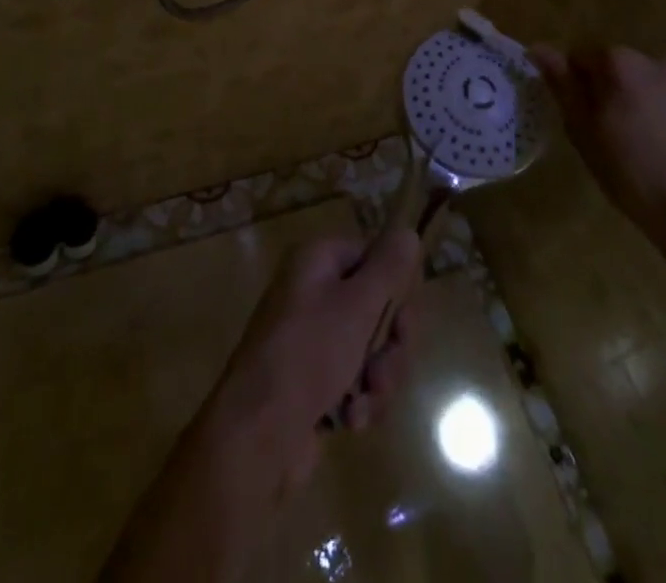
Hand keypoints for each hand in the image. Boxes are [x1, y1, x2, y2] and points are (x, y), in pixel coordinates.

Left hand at [195, 229, 421, 499]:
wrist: (257, 434)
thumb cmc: (309, 355)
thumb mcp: (357, 306)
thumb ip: (388, 269)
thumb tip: (408, 231)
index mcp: (316, 261)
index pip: (372, 258)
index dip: (395, 290)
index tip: (405, 322)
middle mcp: (312, 291)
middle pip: (376, 306)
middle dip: (390, 346)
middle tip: (384, 370)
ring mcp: (310, 338)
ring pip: (370, 348)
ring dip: (378, 379)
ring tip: (365, 401)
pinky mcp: (312, 380)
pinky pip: (354, 379)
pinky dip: (359, 399)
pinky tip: (350, 420)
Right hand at [531, 45, 665, 248]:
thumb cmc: (637, 179)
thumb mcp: (586, 136)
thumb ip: (563, 86)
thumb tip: (539, 48)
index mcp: (622, 64)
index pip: (586, 58)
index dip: (582, 86)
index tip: (588, 118)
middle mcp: (663, 59)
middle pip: (630, 69)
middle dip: (624, 92)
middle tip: (625, 135)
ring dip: (661, 102)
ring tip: (664, 146)